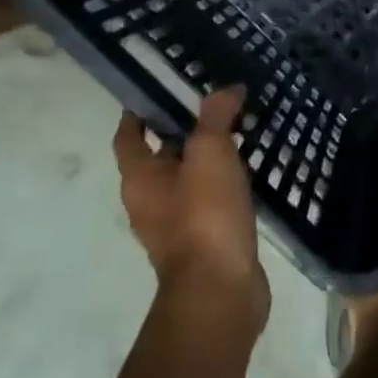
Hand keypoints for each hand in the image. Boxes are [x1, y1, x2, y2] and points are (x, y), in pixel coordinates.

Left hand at [116, 88, 268, 327]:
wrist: (220, 290)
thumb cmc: (204, 215)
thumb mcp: (210, 153)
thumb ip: (216, 117)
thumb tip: (226, 89)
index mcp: (139, 178)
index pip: (128, 135)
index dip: (140, 110)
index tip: (164, 87)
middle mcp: (149, 201)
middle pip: (160, 156)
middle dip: (184, 130)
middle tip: (216, 105)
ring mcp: (176, 225)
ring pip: (188, 179)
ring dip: (207, 158)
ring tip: (238, 133)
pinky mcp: (203, 241)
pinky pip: (209, 201)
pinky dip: (224, 184)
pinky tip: (249, 173)